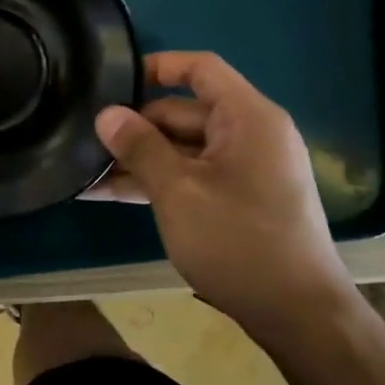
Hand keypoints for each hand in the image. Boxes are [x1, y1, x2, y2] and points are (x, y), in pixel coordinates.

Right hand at [92, 52, 358, 349]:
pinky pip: (190, 175)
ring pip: (181, 148)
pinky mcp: (238, 200)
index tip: (111, 81)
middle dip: (134, 126)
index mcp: (248, 118)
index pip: (200, 68)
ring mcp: (245, 170)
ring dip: (138, 158)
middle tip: (84, 139)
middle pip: (183, 111)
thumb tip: (106, 114)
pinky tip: (108, 193)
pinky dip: (156, 181)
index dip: (156, 66)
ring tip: (85, 170)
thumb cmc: (239, 242)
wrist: (300, 319)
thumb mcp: (178, 191)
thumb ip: (139, 146)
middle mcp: (250, 135)